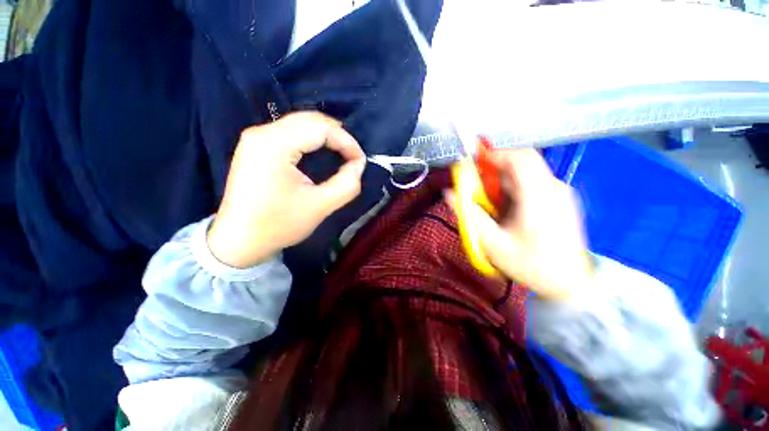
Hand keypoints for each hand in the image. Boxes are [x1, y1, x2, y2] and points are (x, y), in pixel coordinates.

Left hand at [207, 112, 365, 267]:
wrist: (239, 240)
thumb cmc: (279, 225)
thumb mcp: (321, 206)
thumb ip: (347, 184)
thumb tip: (359, 164)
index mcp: (274, 145)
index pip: (320, 128)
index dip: (346, 142)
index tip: (360, 161)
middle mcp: (261, 133)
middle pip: (309, 120)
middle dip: (338, 136)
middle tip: (353, 157)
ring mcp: (256, 138)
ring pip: (300, 123)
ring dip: (326, 136)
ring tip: (342, 154)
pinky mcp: (256, 146)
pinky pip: (290, 132)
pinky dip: (312, 139)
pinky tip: (321, 151)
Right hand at [448, 149, 591, 300]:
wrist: (572, 284)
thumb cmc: (531, 265)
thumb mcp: (493, 243)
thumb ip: (469, 215)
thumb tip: (449, 193)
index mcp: (538, 196)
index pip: (519, 157)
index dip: (493, 155)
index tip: (473, 165)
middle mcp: (553, 187)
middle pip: (521, 163)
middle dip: (494, 171)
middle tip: (478, 189)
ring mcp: (560, 192)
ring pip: (526, 173)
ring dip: (503, 182)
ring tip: (492, 205)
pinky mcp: (561, 199)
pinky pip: (533, 183)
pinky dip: (514, 189)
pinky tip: (509, 211)